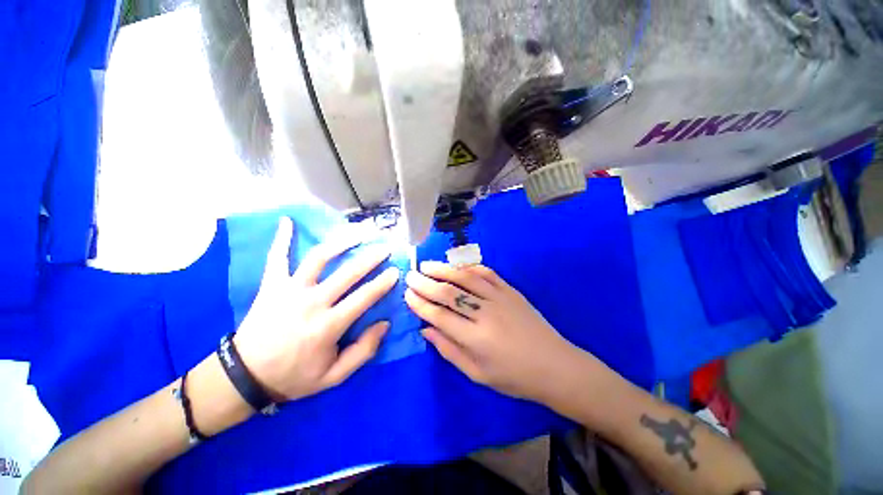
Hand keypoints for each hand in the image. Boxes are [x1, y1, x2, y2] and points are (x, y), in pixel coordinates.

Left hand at [234, 217, 398, 401]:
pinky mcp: (271, 285)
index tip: (395, 271)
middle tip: (385, 247)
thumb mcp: (333, 377)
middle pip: (348, 272)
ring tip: (358, 232)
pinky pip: (276, 257)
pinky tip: (287, 220)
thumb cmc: (293, 377)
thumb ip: (363, 352)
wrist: (245, 377)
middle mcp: (312, 302)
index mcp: (328, 325)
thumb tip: (384, 324)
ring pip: (319, 258)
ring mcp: (289, 290)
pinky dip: (281, 239)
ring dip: (341, 242)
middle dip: (371, 257)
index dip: (383, 283)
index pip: (364, 297)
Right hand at [404, 262, 589, 401]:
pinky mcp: (510, 290)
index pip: (440, 315)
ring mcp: (500, 298)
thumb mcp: (477, 374)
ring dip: (443, 269)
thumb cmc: (514, 377)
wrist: (555, 365)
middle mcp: (486, 313)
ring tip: (427, 265)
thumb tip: (426, 329)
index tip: (407, 294)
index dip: (420, 304)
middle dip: (425, 283)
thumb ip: (449, 350)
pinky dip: (469, 267)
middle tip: (410, 276)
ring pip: (466, 277)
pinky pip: (486, 273)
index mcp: (476, 339)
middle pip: (449, 292)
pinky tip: (456, 265)